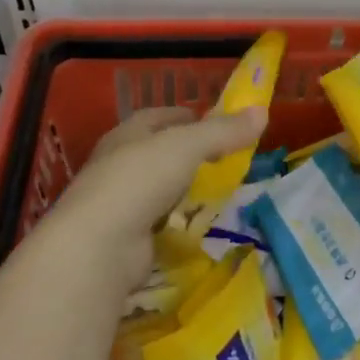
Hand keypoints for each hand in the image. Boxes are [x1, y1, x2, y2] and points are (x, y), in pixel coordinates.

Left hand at [37, 106, 267, 291]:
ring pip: (156, 188)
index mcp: (126, 135)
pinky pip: (155, 222)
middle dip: (187, 153)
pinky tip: (195, 224)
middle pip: (157, 152)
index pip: (157, 117)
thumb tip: (262, 112)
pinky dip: (174, 221)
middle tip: (222, 157)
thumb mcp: (187, 146)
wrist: (97, 247)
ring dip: (181, 189)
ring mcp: (118, 204)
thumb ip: (223, 131)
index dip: (185, 115)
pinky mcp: (123, 238)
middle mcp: (117, 165)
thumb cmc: (139, 180)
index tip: (214, 120)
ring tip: (214, 191)